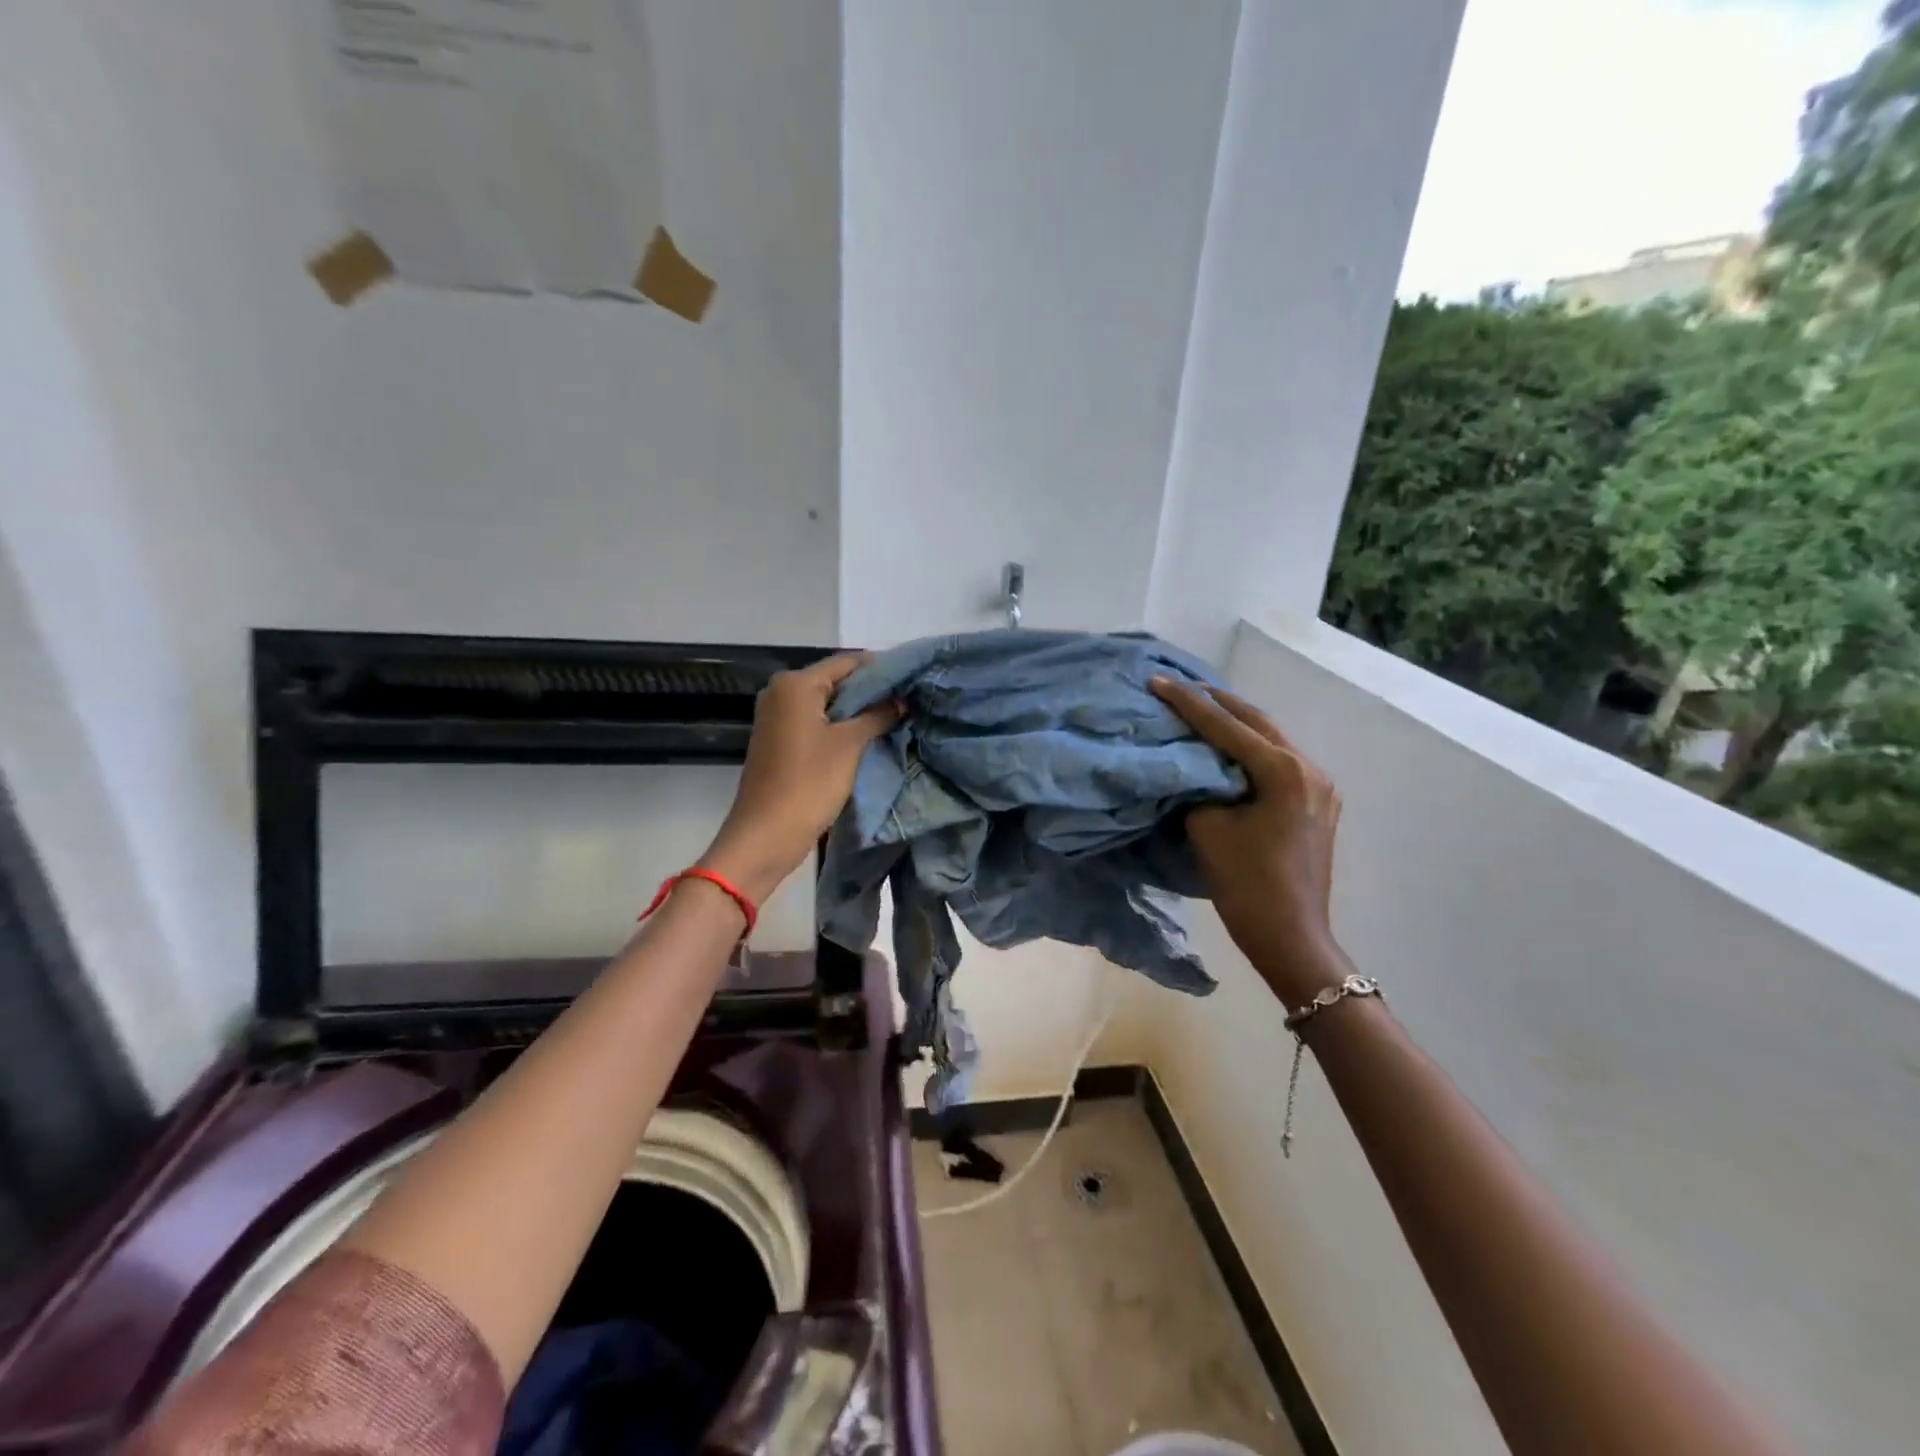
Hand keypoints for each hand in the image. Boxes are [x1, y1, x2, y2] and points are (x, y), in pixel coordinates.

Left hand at [700, 655, 900, 903]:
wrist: (766, 835)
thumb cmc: (808, 783)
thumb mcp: (850, 745)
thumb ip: (879, 715)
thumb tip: (902, 700)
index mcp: (795, 684)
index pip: (847, 662)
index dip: (882, 668)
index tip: (914, 677)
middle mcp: (781, 692)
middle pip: (837, 681)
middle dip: (872, 690)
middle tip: (910, 699)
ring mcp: (778, 717)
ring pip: (828, 704)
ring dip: (859, 710)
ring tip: (897, 716)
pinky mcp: (781, 741)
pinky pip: (818, 723)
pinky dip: (842, 726)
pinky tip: (870, 735)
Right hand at [1150, 677, 1350, 1008]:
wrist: (1291, 938)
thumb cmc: (1247, 885)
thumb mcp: (1209, 829)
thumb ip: (1197, 787)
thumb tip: (1190, 768)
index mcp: (1283, 772)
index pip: (1227, 727)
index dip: (1188, 704)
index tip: (1158, 682)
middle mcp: (1309, 769)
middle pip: (1257, 722)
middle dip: (1216, 702)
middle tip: (1179, 686)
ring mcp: (1319, 786)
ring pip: (1271, 738)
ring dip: (1236, 723)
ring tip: (1200, 708)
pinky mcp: (1317, 803)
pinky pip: (1279, 761)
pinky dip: (1250, 747)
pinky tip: (1229, 746)